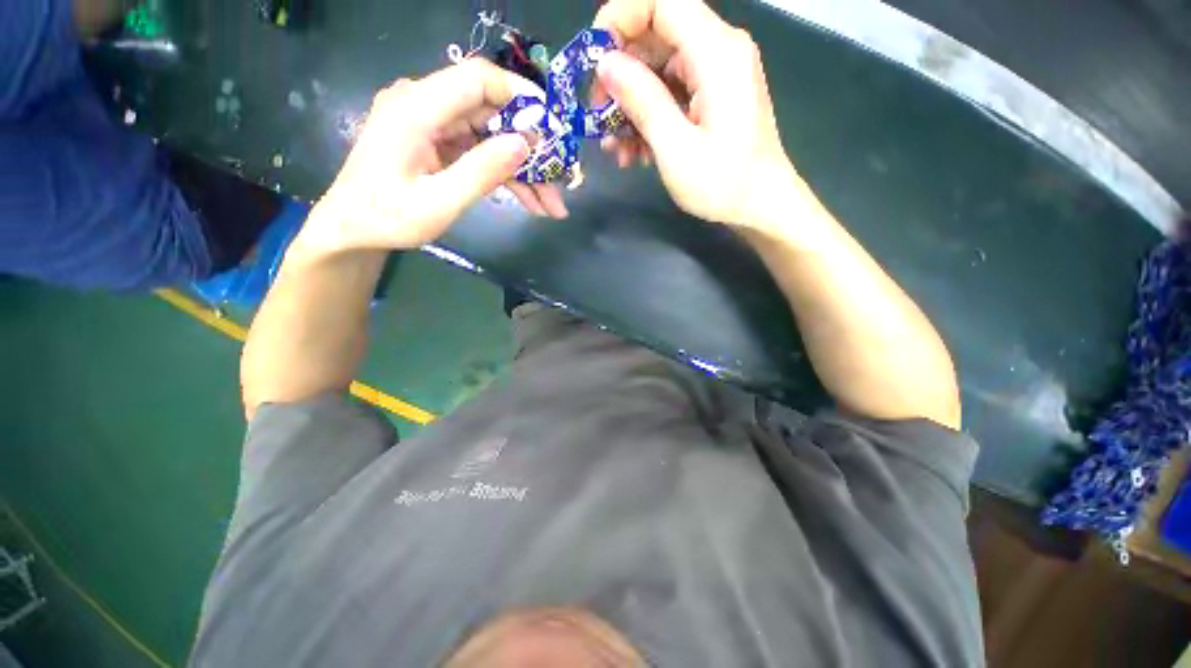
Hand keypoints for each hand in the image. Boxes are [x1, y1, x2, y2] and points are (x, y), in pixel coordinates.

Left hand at [300, 59, 568, 256]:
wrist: (353, 229)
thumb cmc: (387, 218)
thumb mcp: (439, 202)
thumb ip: (481, 172)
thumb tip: (524, 144)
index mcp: (416, 108)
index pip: (477, 79)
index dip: (521, 97)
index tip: (553, 128)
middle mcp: (425, 105)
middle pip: (492, 113)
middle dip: (530, 149)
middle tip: (560, 181)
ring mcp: (433, 125)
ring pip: (492, 136)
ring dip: (523, 170)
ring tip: (551, 205)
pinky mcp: (438, 143)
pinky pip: (480, 152)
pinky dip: (506, 176)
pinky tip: (530, 201)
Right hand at [594, 0, 799, 229]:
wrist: (761, 206)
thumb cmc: (723, 184)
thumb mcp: (676, 148)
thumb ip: (642, 101)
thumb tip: (606, 62)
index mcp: (716, 52)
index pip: (661, 1)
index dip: (620, 18)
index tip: (594, 60)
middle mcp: (719, 51)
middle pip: (656, 35)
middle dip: (620, 74)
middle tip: (598, 117)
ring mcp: (716, 74)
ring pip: (659, 69)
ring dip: (631, 106)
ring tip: (615, 148)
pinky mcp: (712, 96)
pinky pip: (672, 92)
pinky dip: (649, 117)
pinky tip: (635, 151)